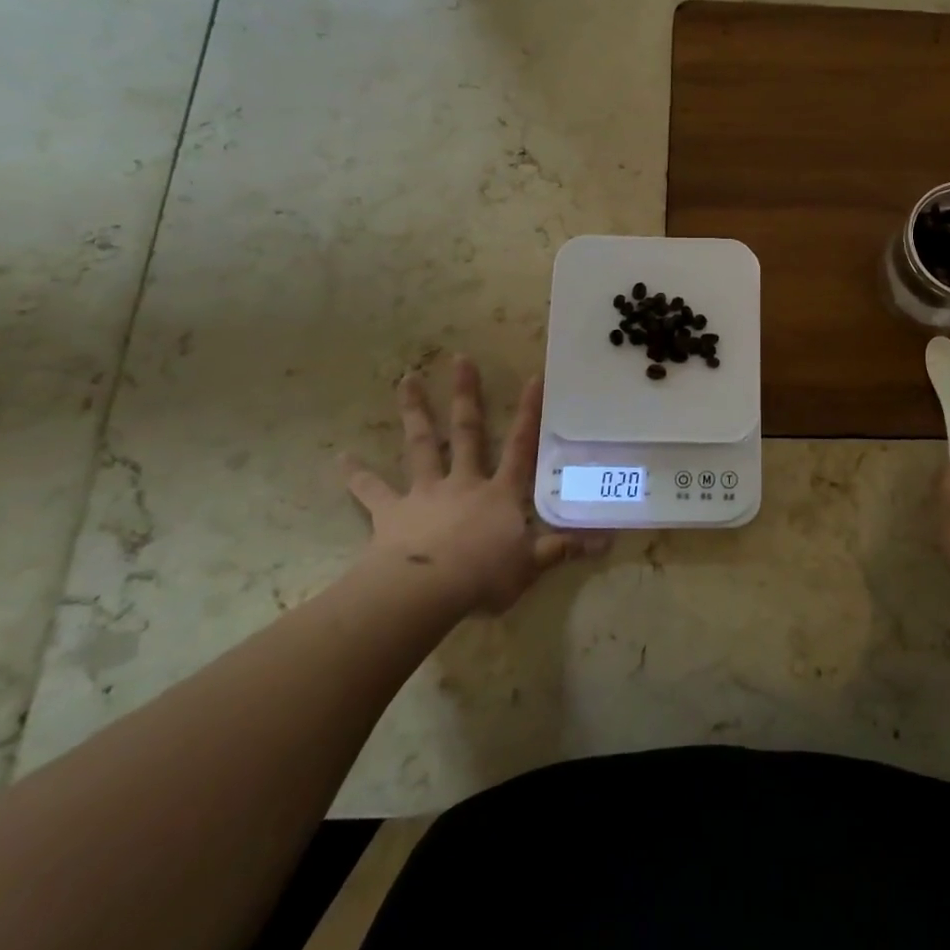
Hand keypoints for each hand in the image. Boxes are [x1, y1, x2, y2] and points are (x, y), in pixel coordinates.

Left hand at [342, 357, 597, 615]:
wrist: (425, 591)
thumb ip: (564, 548)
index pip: (520, 446)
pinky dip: (357, 475)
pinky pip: (372, 490)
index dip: (528, 413)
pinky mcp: (391, 512)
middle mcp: (464, 482)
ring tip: (406, 379)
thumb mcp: (531, 565)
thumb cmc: (483, 575)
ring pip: (421, 445)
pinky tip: (341, 459)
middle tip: (460, 358)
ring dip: (415, 411)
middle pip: (466, 431)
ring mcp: (426, 493)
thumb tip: (609, 541)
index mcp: (500, 493)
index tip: (532, 377)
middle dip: (466, 395)